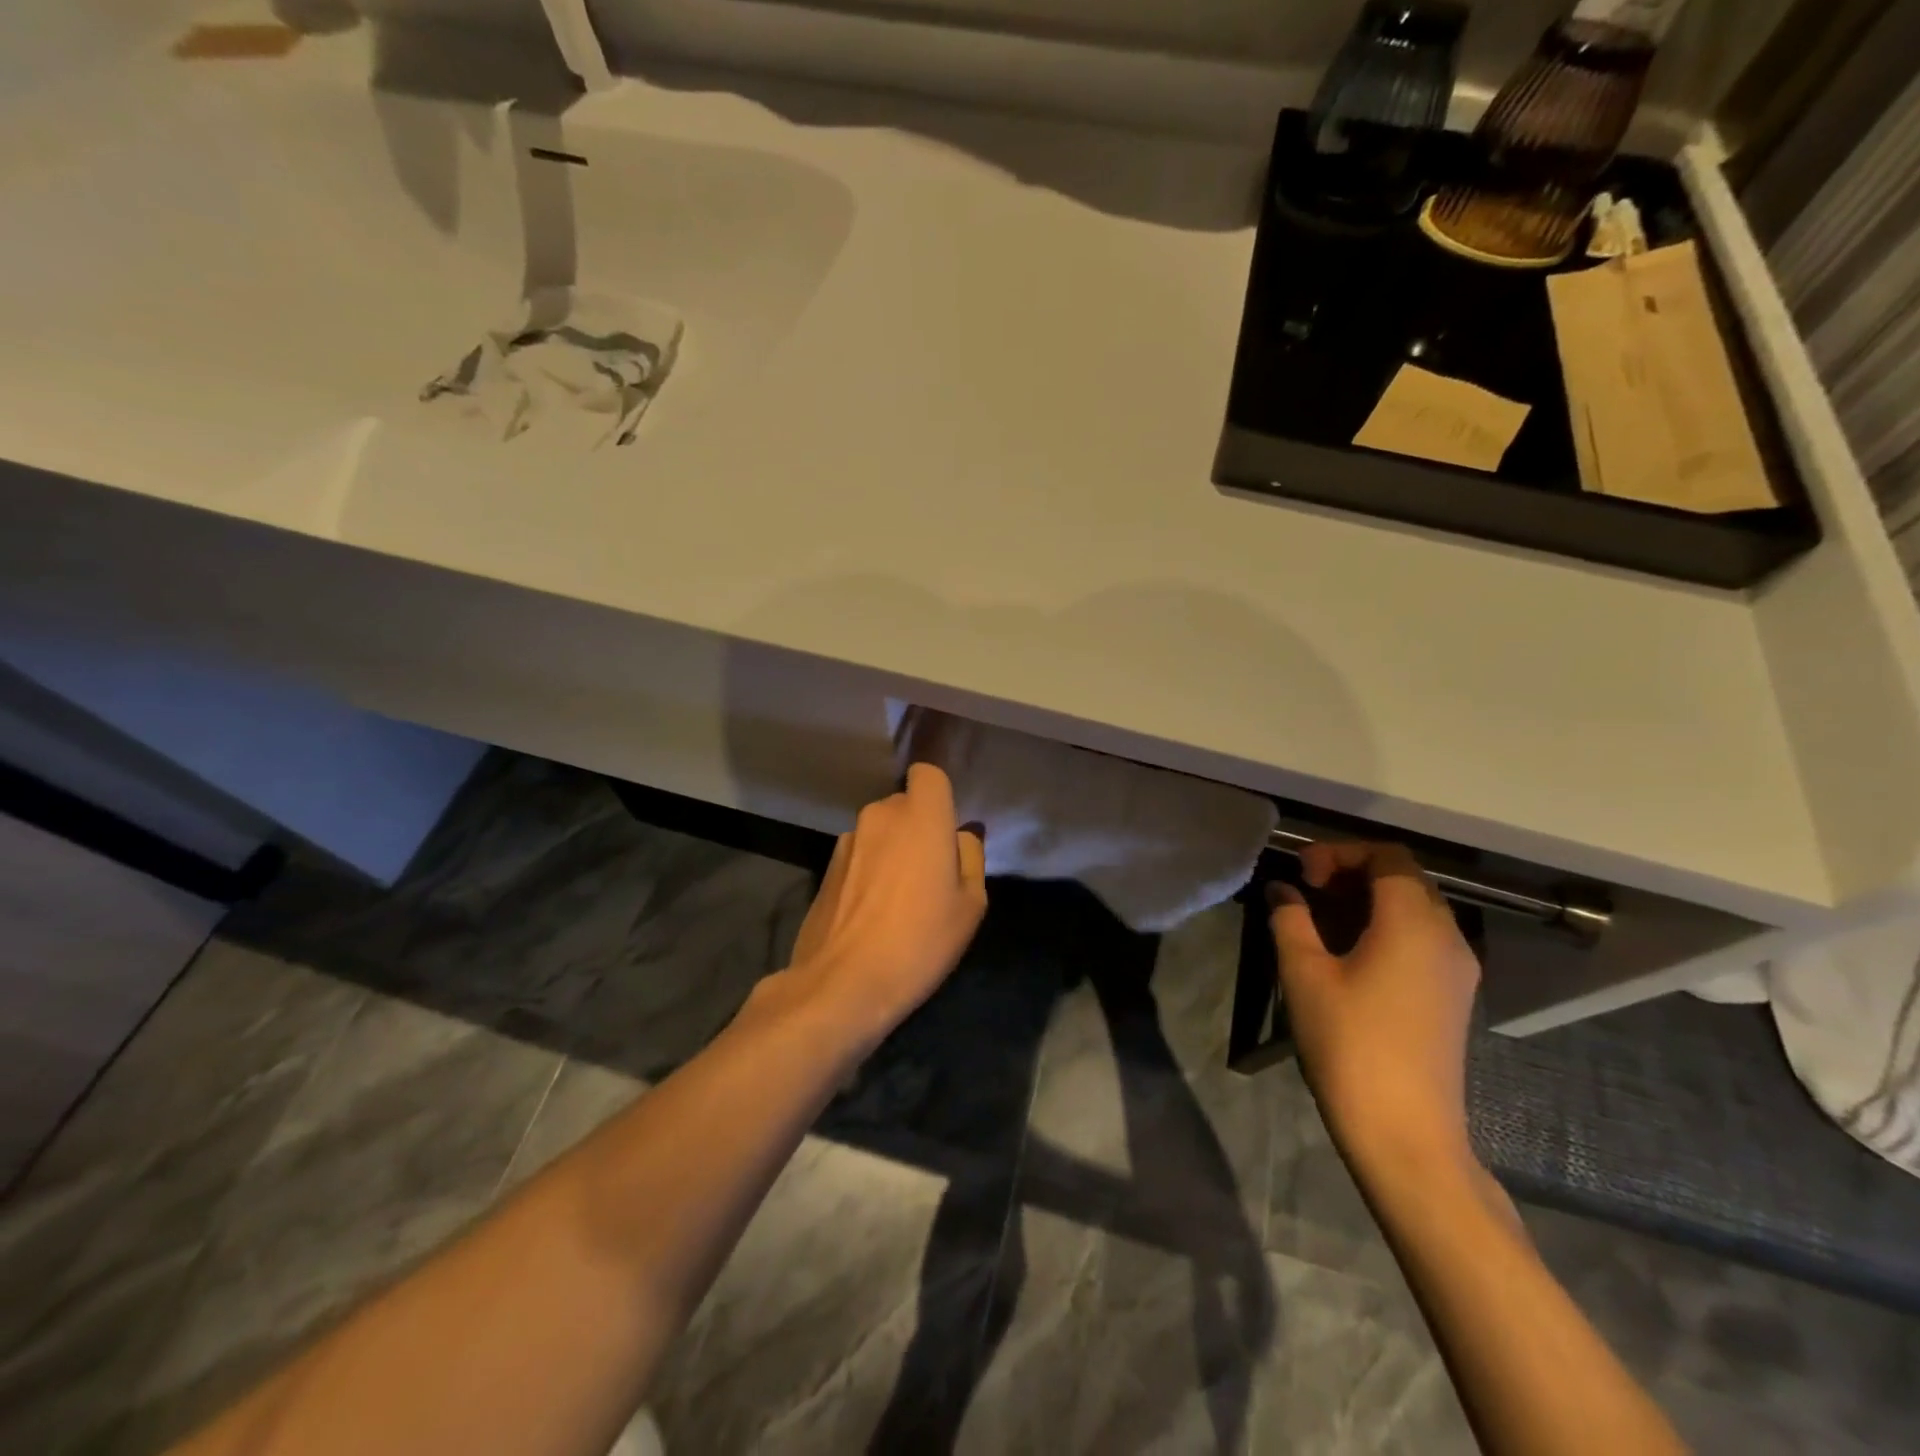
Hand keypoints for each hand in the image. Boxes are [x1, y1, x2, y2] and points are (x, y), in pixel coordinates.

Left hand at [785, 764, 987, 1044]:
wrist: (843, 983)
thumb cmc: (920, 941)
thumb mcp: (970, 905)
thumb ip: (970, 857)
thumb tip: (960, 835)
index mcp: (920, 817)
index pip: (927, 774)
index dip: (939, 795)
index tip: (947, 829)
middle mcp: (880, 816)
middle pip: (904, 805)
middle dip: (918, 827)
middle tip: (931, 875)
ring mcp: (847, 840)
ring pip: (880, 831)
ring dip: (891, 850)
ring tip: (899, 900)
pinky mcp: (826, 867)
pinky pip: (859, 855)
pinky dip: (869, 870)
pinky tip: (872, 912)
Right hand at [1269, 841, 1480, 1168]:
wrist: (1405, 1131)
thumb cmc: (1350, 1043)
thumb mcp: (1304, 974)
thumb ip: (1291, 920)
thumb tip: (1283, 890)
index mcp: (1413, 922)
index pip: (1388, 856)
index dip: (1341, 852)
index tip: (1304, 873)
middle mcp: (1448, 935)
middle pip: (1407, 877)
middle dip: (1355, 871)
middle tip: (1310, 889)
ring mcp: (1458, 968)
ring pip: (1417, 908)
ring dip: (1371, 899)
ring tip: (1324, 919)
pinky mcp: (1455, 995)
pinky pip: (1424, 938)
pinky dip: (1388, 926)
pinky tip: (1351, 953)